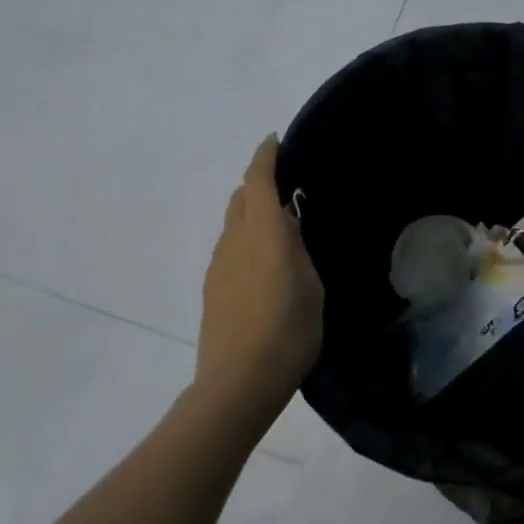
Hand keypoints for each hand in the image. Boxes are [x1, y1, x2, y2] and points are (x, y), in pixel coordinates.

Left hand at [193, 135, 323, 426]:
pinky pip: (228, 247)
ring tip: (278, 231)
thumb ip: (298, 251)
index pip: (258, 181)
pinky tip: (261, 264)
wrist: (237, 383)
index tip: (275, 140)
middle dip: (257, 183)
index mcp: (264, 235)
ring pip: (232, 223)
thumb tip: (287, 227)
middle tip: (284, 188)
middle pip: (240, 197)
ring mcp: (218, 264)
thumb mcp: (311, 289)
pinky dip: (244, 239)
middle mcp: (235, 241)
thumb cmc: (288, 334)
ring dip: (250, 213)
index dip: (265, 157)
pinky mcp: (212, 287)